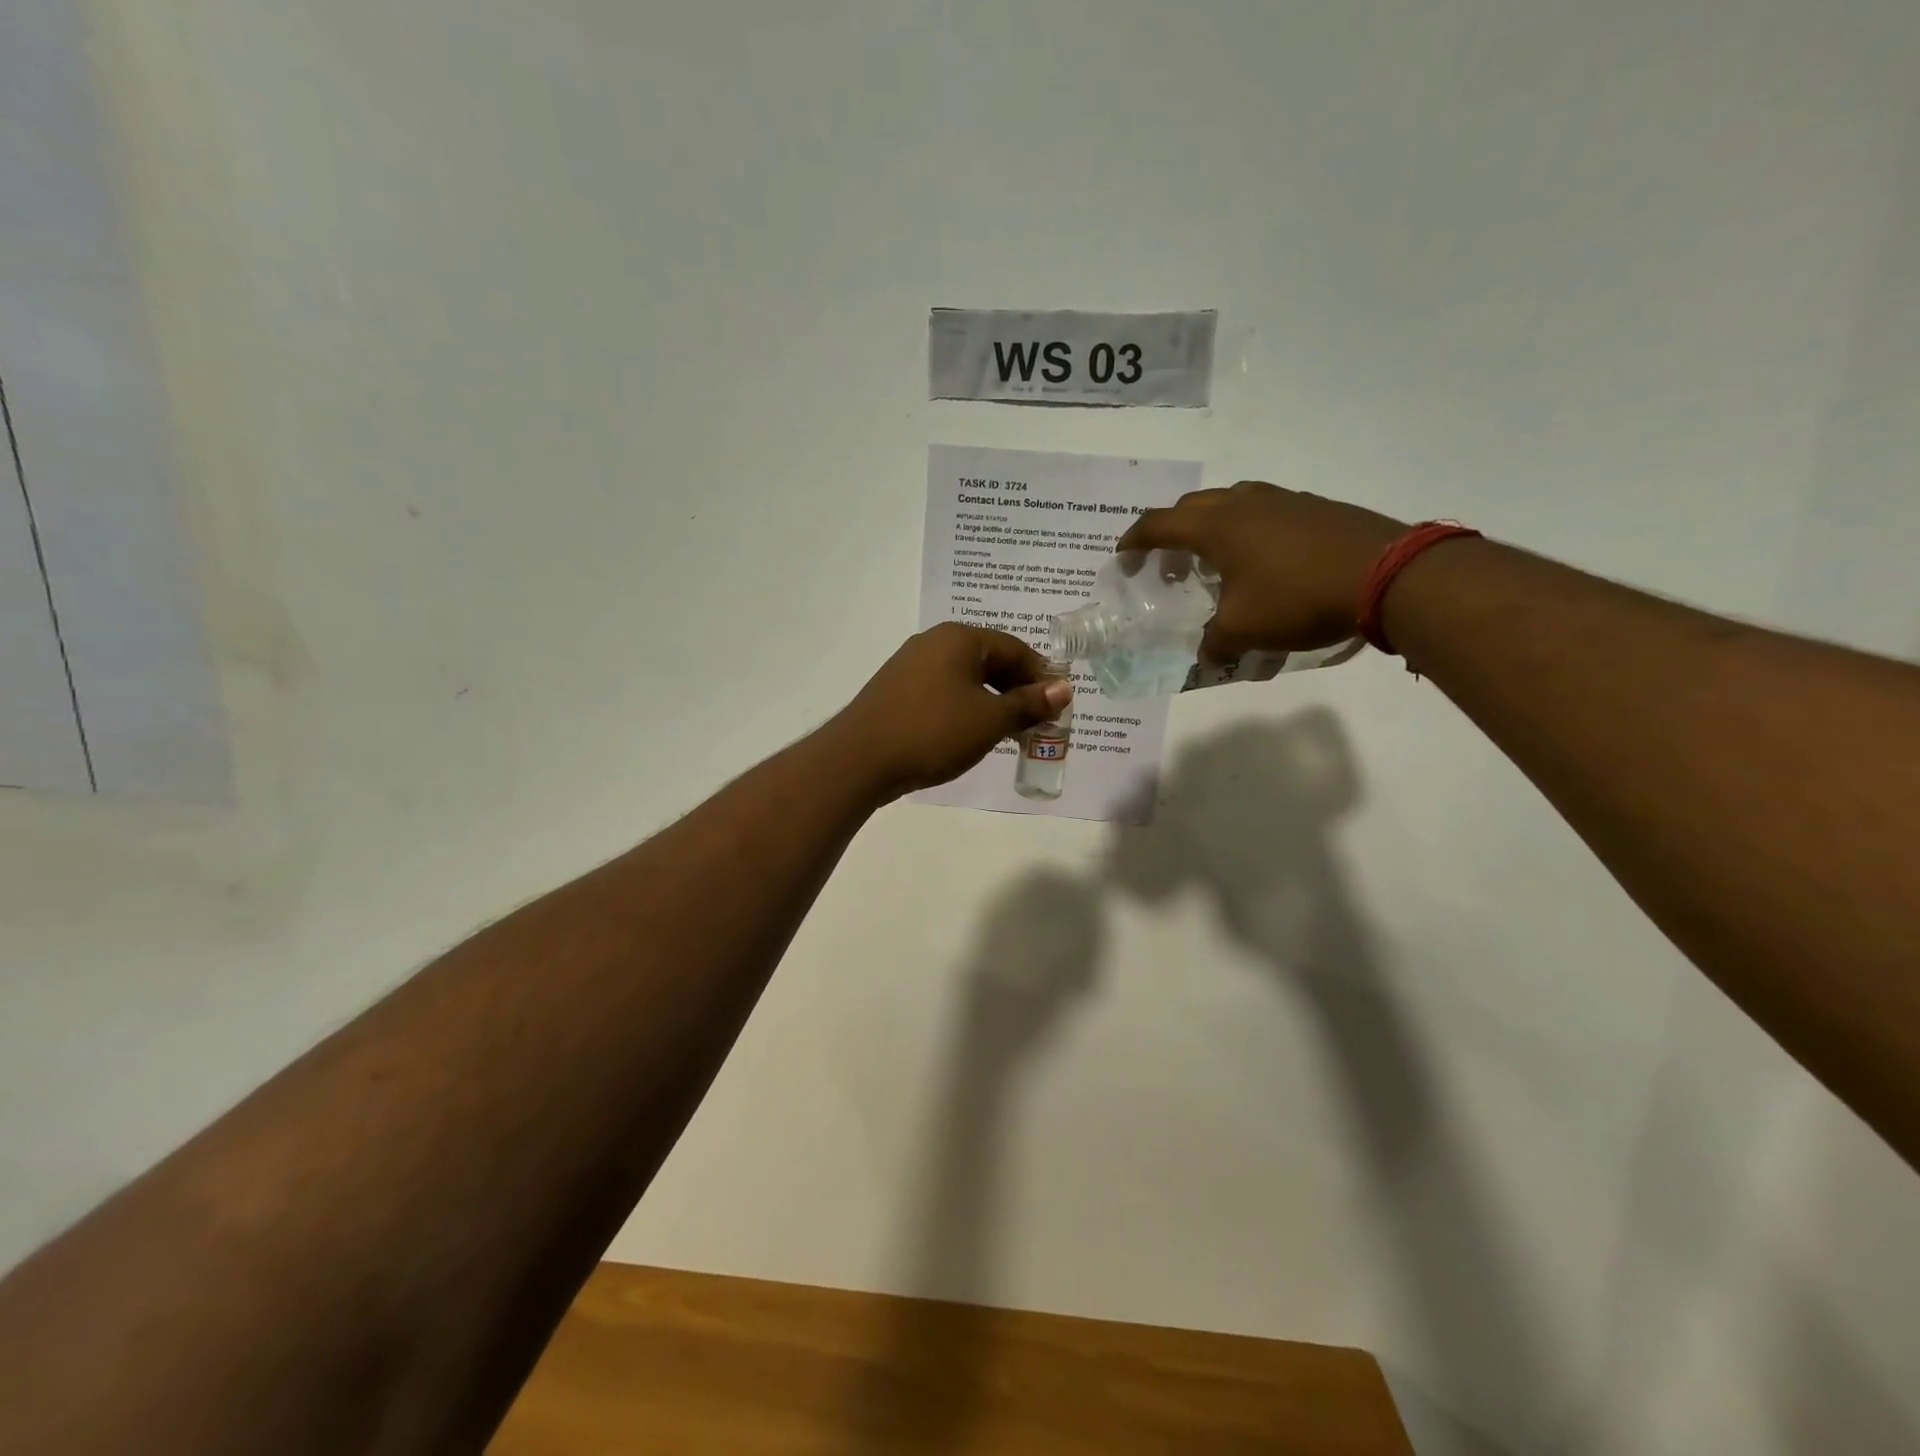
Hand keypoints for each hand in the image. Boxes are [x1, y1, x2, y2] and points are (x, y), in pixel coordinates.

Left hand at [827, 624, 1071, 797]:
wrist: (859, 759)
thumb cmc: (933, 732)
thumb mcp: (989, 720)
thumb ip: (1028, 704)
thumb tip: (1064, 689)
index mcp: (959, 638)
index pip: (1015, 648)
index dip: (1041, 677)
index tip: (1057, 707)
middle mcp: (934, 642)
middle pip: (990, 660)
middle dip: (1017, 691)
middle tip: (1036, 723)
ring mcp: (911, 665)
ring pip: (966, 678)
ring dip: (992, 701)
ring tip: (1008, 733)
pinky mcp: (897, 690)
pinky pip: (943, 691)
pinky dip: (965, 707)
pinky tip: (970, 734)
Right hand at [1115, 482, 1404, 660]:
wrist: (1386, 574)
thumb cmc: (1298, 597)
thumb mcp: (1244, 630)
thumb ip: (1215, 643)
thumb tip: (1206, 657)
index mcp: (1216, 526)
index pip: (1159, 524)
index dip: (1135, 540)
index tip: (1122, 556)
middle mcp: (1244, 503)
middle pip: (1192, 506)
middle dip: (1171, 531)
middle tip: (1168, 564)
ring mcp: (1283, 500)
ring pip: (1231, 504)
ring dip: (1211, 528)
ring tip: (1214, 562)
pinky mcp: (1314, 508)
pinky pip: (1264, 512)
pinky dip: (1247, 531)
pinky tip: (1262, 562)